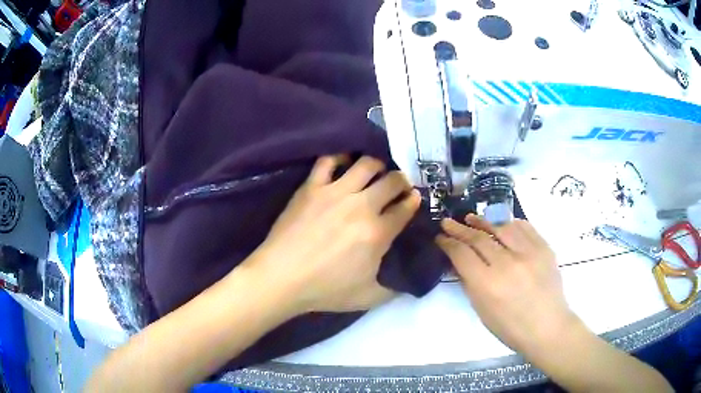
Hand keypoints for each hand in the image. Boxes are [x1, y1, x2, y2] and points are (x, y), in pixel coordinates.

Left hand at [247, 155, 420, 314]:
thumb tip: (407, 282)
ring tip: (376, 171)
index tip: (414, 198)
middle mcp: (361, 206)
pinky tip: (344, 160)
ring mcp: (335, 192)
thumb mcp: (368, 297)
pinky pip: (328, 161)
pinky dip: (340, 157)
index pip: (405, 208)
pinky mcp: (312, 187)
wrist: (282, 277)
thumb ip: (393, 289)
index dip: (413, 201)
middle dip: (401, 180)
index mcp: (378, 233)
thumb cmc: (325, 290)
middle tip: (398, 185)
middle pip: (392, 181)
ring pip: (366, 164)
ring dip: (377, 165)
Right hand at [436, 215, 578, 354]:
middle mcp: (507, 263)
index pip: (462, 254)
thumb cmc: (511, 327)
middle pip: (479, 238)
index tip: (440, 238)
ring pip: (501, 227)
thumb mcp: (482, 310)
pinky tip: (501, 224)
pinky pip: (524, 227)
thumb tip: (458, 261)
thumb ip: (470, 282)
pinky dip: (509, 223)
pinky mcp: (544, 248)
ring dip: (483, 221)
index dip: (448, 243)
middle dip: (460, 229)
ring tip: (471, 218)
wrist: (548, 326)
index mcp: (488, 285)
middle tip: (448, 222)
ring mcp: (529, 253)